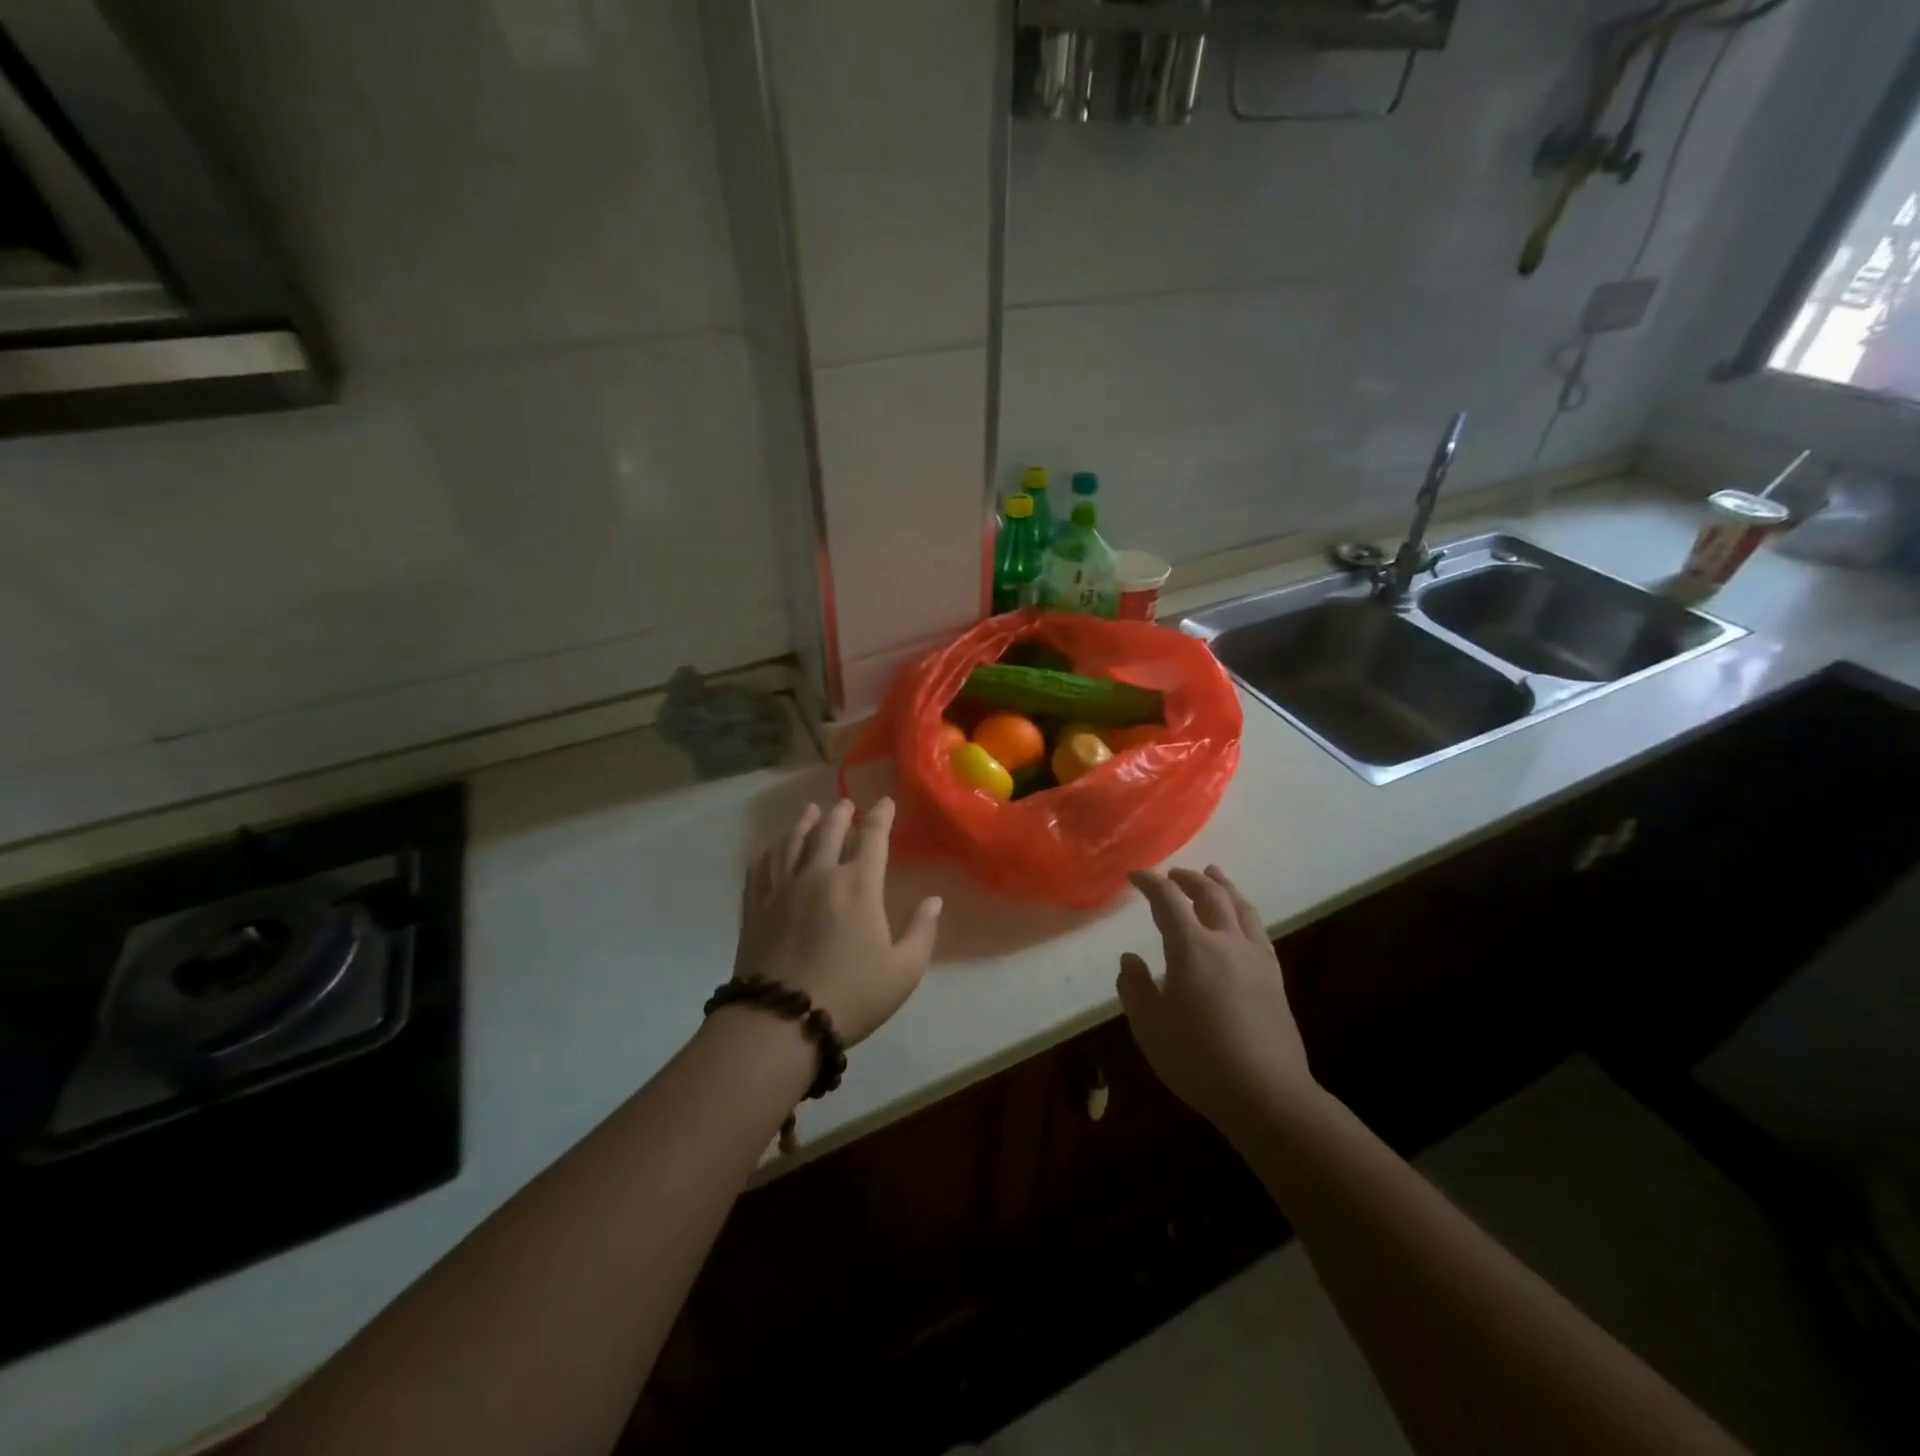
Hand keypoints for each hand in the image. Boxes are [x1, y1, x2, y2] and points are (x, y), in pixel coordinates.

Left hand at [734, 798, 941, 1045]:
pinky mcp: (755, 906)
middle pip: (829, 831)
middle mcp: (819, 875)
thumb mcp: (903, 971)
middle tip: (846, 803)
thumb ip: (922, 931)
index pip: (873, 838)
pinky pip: (761, 866)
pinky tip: (773, 847)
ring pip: (793, 842)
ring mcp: (782, 888)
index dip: (881, 816)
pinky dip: (770, 849)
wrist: (780, 1021)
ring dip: (804, 823)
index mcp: (858, 885)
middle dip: (840, 814)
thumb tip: (934, 900)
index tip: (885, 802)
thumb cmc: (851, 995)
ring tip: (810, 811)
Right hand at [1117, 866, 1317, 1138]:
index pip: (1167, 899)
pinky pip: (1258, 931)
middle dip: (1188, 879)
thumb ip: (1134, 987)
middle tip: (1173, 874)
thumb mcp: (1149, 1026)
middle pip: (1210, 894)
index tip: (1135, 876)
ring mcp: (1256, 958)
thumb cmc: (1198, 1058)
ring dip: (1223, 886)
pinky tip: (1242, 921)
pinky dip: (1244, 913)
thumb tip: (1130, 959)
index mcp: (1191, 947)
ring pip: (1240, 907)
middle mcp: (1226, 942)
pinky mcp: (1274, 978)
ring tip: (1214, 875)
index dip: (1150, 882)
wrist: (1266, 1094)